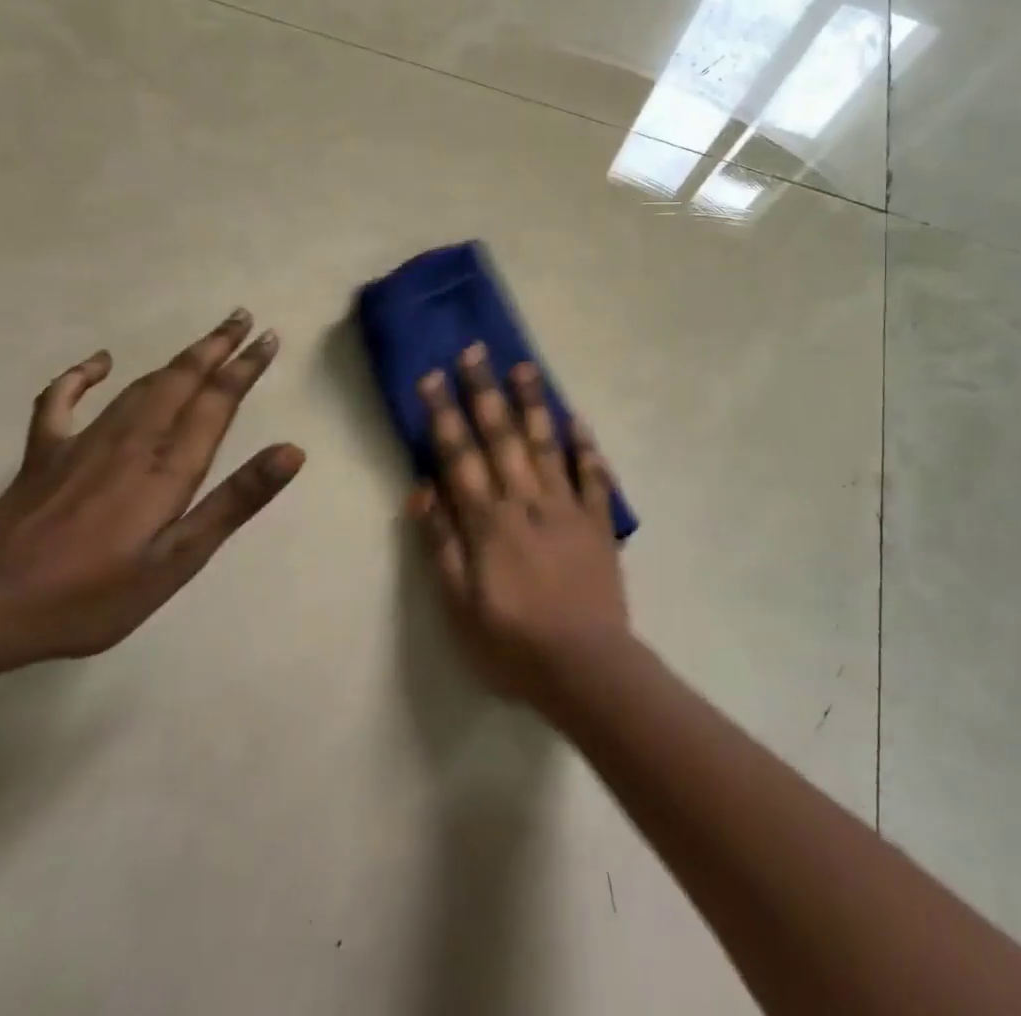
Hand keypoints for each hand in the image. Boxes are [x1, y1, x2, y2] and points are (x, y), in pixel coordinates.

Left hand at [0, 308, 304, 657]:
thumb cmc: (93, 594)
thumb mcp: (178, 559)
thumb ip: (235, 501)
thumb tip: (291, 451)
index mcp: (168, 466)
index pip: (217, 402)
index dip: (245, 368)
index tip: (268, 338)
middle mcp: (132, 441)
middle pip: (181, 380)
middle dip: (215, 347)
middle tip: (242, 317)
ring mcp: (84, 442)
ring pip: (141, 384)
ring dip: (177, 358)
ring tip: (205, 338)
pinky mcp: (45, 454)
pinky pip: (62, 401)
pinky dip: (80, 376)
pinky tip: (99, 361)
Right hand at [407, 343, 628, 706]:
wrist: (586, 668)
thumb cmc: (512, 644)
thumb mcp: (459, 606)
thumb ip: (440, 545)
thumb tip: (421, 490)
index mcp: (489, 522)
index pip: (460, 457)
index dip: (445, 415)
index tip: (433, 377)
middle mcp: (527, 502)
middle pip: (502, 438)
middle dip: (485, 392)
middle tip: (476, 351)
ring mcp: (567, 508)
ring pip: (547, 444)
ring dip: (534, 403)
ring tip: (525, 365)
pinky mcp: (598, 522)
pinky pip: (593, 476)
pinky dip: (586, 447)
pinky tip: (578, 419)